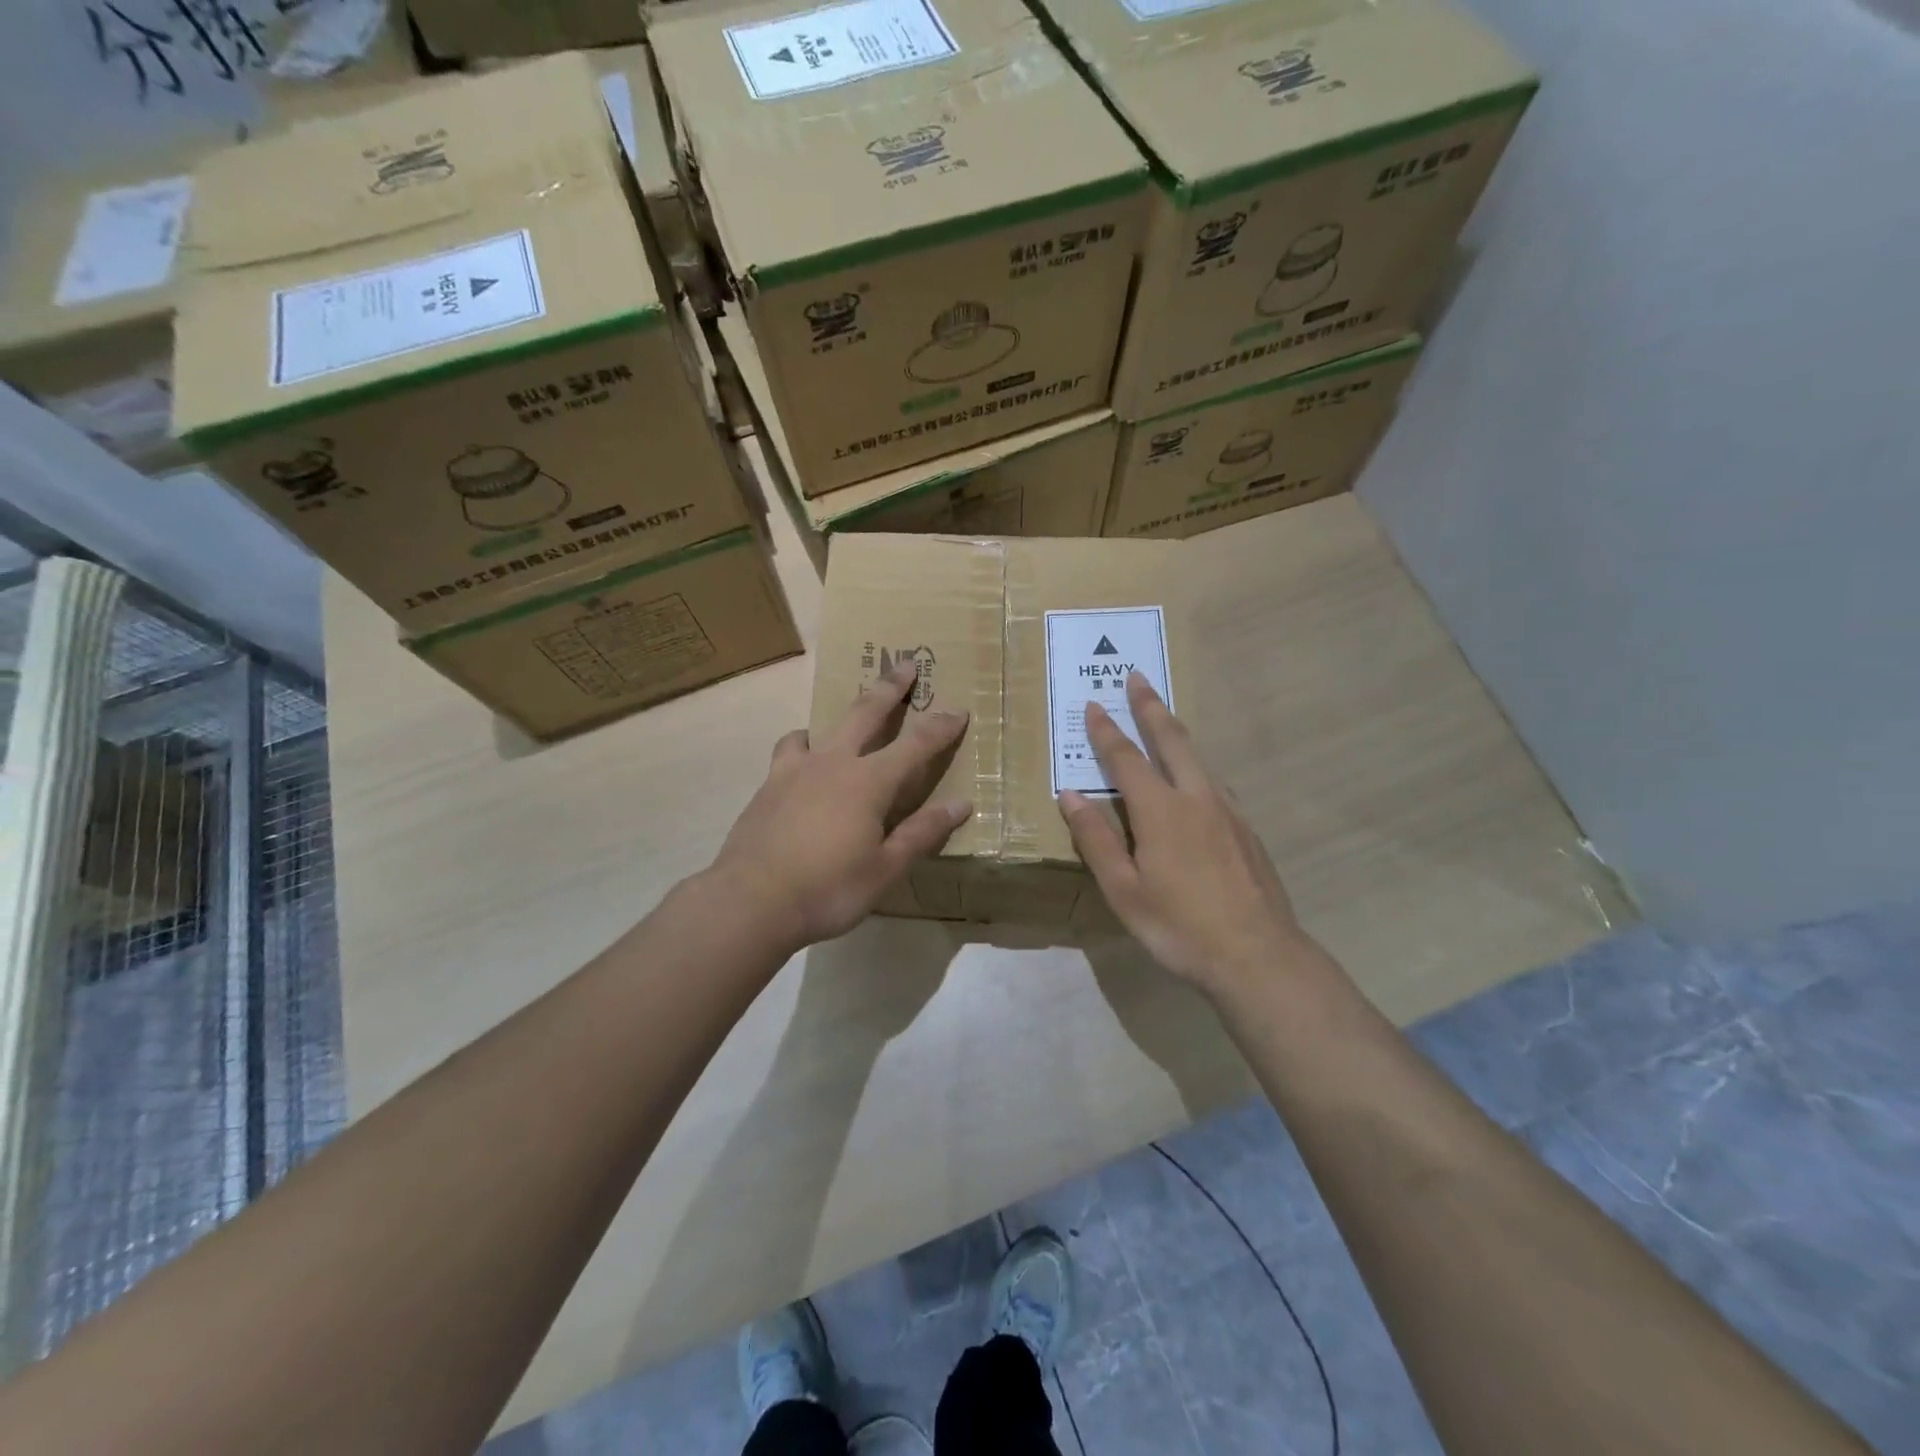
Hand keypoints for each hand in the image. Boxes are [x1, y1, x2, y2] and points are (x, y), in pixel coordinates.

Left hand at [711, 662, 972, 951]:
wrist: (751, 900)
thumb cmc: (828, 889)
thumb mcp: (885, 869)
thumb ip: (922, 833)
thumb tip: (961, 804)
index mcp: (869, 782)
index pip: (916, 745)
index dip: (940, 727)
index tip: (959, 710)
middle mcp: (833, 763)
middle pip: (865, 713)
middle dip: (889, 687)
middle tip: (904, 664)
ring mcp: (795, 770)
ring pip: (819, 727)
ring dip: (838, 717)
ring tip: (842, 724)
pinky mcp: (768, 785)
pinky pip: (789, 751)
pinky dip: (802, 747)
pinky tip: (802, 765)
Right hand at [1059, 672, 1313, 993]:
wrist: (1257, 955)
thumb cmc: (1179, 926)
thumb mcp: (1124, 890)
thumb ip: (1096, 839)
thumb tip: (1069, 795)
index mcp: (1160, 810)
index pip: (1126, 758)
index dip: (1107, 730)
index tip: (1095, 704)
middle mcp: (1196, 798)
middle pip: (1171, 740)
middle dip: (1150, 707)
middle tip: (1138, 677)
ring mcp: (1228, 811)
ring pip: (1198, 757)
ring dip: (1176, 731)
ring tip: (1163, 717)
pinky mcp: (1247, 829)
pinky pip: (1216, 783)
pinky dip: (1197, 766)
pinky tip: (1196, 779)